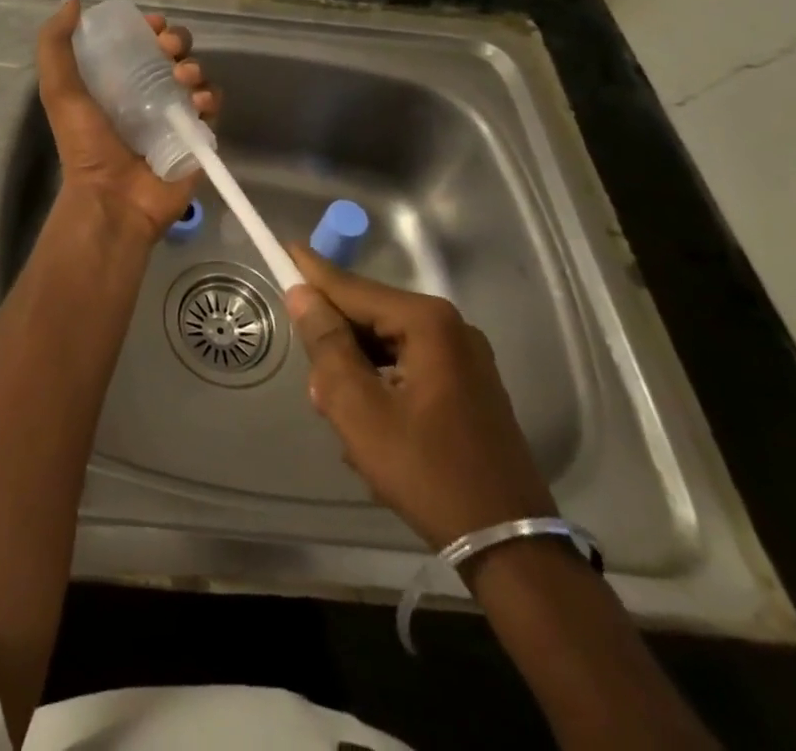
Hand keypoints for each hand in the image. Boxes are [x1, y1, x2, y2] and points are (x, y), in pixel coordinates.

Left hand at [36, 0, 218, 239]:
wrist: (112, 199)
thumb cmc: (85, 145)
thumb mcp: (59, 91)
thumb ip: (55, 46)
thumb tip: (72, 3)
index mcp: (118, 80)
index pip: (141, 42)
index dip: (150, 27)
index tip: (152, 24)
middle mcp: (148, 93)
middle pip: (174, 53)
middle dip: (177, 40)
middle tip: (169, 48)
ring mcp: (174, 115)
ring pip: (196, 76)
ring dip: (194, 66)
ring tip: (183, 78)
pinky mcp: (197, 136)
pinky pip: (212, 106)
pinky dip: (209, 97)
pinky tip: (197, 103)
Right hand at [285, 244, 556, 550]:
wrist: (510, 547)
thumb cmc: (427, 472)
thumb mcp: (359, 409)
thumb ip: (327, 345)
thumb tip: (302, 294)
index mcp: (427, 323)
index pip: (353, 288)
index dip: (313, 272)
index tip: (284, 248)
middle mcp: (451, 328)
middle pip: (370, 318)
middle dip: (337, 347)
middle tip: (317, 390)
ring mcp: (465, 359)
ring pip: (387, 347)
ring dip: (358, 374)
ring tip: (345, 421)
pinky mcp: (470, 388)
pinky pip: (409, 368)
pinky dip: (382, 388)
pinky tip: (374, 431)